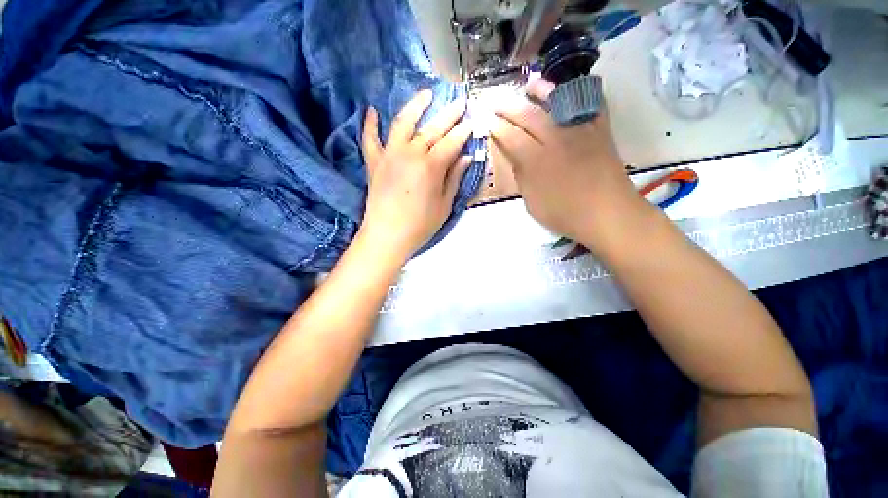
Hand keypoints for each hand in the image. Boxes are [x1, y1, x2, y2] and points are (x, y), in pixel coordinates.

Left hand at [360, 90, 471, 257]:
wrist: (387, 236)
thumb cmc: (420, 225)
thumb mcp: (444, 205)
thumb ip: (454, 178)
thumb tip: (467, 157)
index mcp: (431, 166)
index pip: (452, 143)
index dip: (464, 132)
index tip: (472, 123)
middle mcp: (411, 153)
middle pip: (433, 128)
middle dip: (449, 114)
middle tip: (460, 102)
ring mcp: (390, 155)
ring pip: (403, 122)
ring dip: (415, 106)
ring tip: (426, 94)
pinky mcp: (374, 162)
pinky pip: (370, 138)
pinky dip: (370, 124)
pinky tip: (372, 111)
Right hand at [490, 78, 645, 247]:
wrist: (608, 214)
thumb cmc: (565, 215)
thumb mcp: (532, 203)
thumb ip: (522, 177)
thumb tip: (516, 158)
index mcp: (536, 161)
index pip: (511, 137)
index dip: (497, 129)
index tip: (488, 124)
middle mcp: (556, 139)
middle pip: (528, 116)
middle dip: (508, 107)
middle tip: (495, 103)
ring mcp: (580, 131)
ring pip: (557, 103)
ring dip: (541, 91)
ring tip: (530, 84)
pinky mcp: (600, 130)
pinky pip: (589, 104)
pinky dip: (578, 94)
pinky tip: (569, 91)